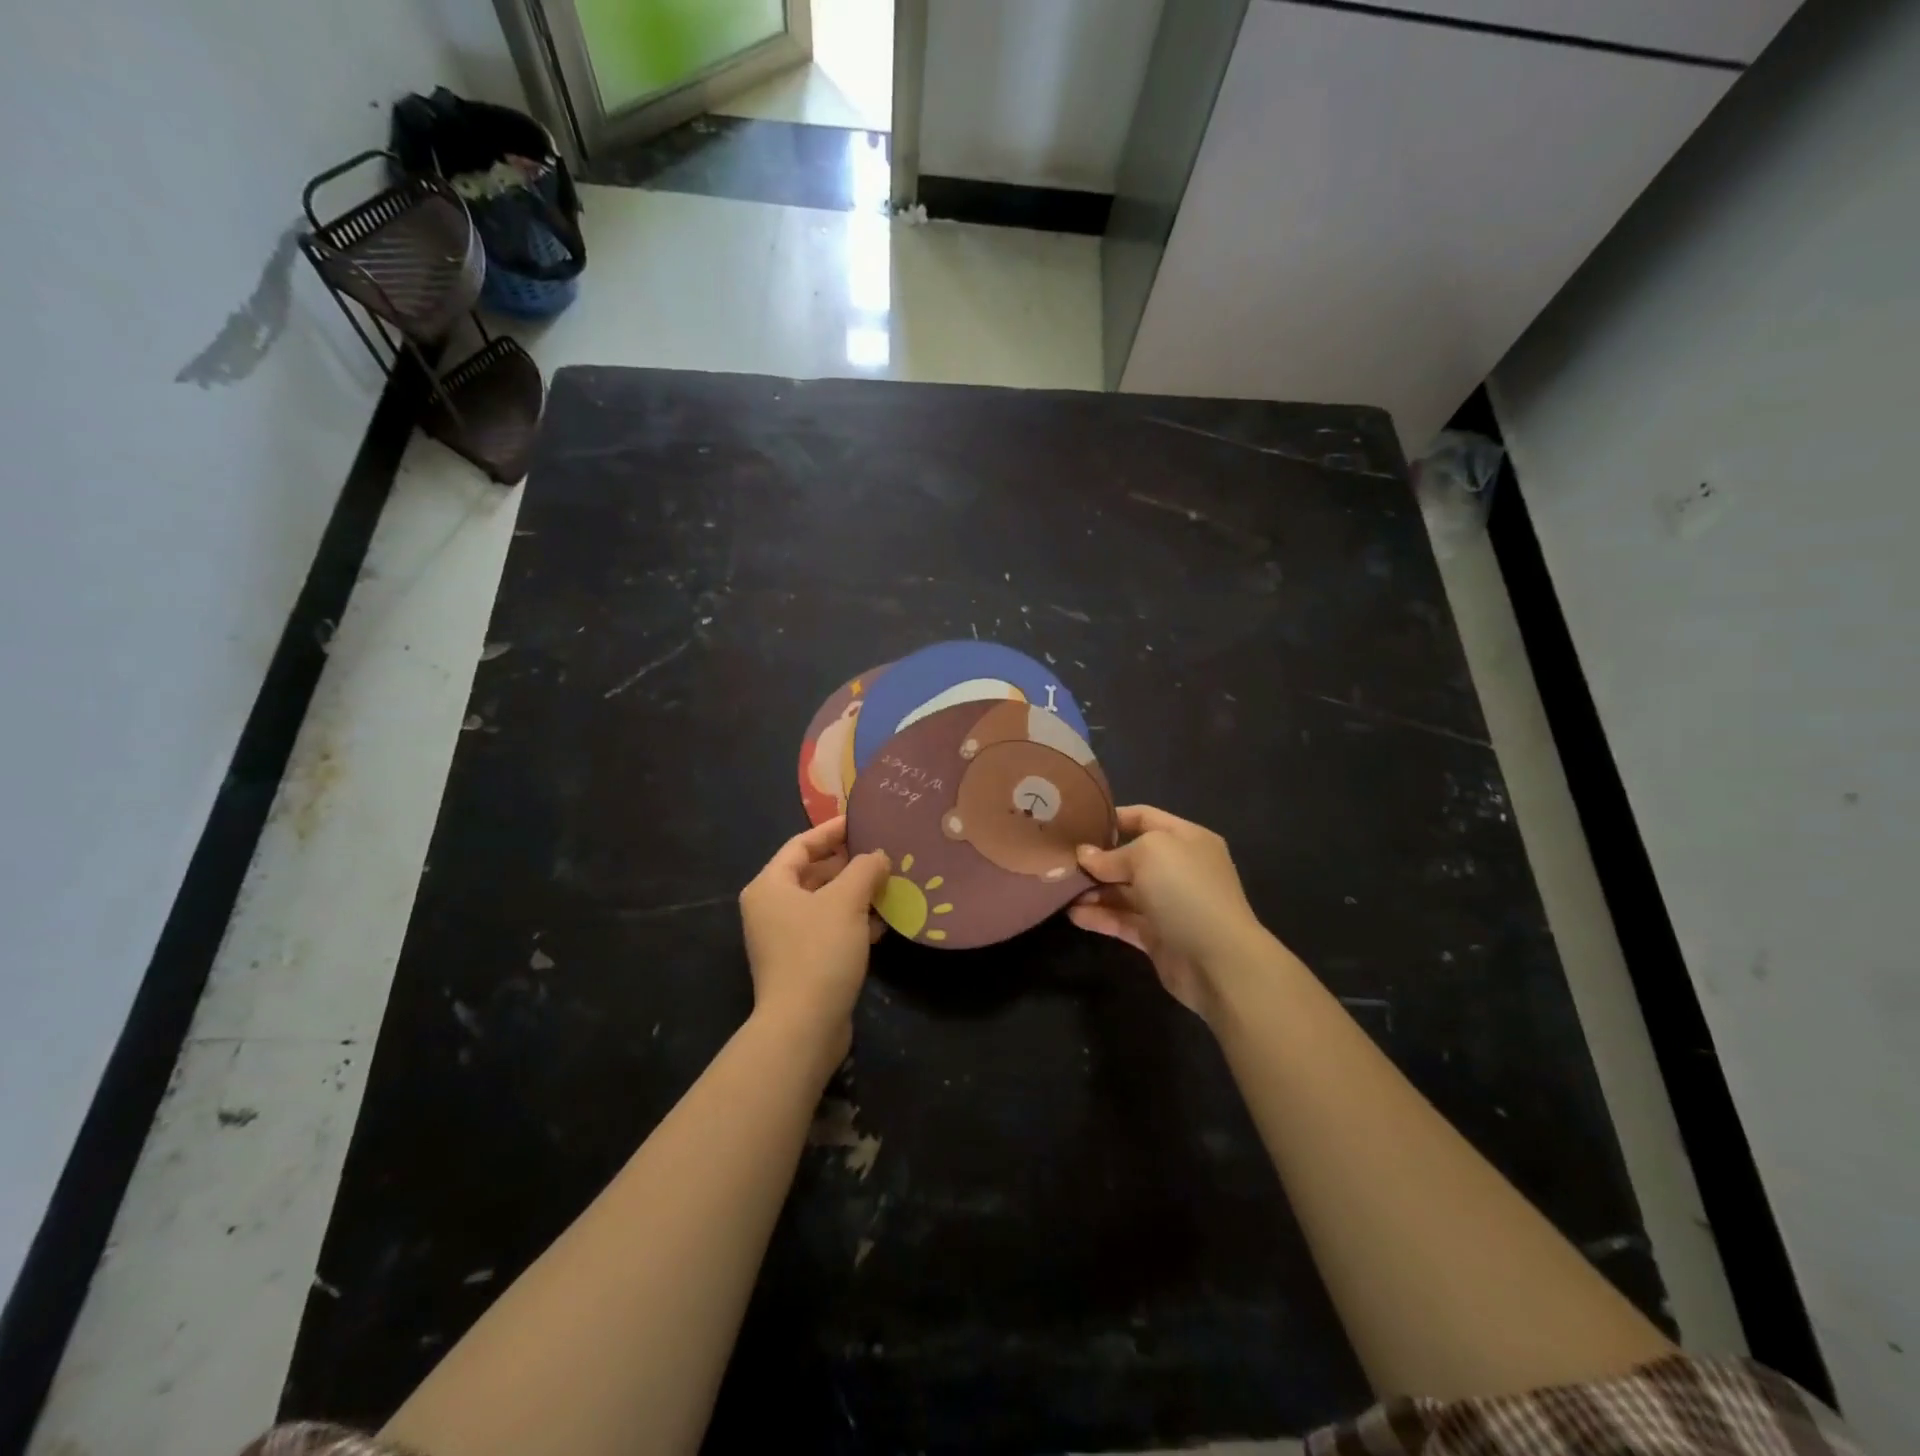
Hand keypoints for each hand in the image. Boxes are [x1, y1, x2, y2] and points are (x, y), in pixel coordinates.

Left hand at [739, 817, 890, 1059]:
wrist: (803, 1027)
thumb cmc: (819, 951)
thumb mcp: (846, 901)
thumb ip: (865, 869)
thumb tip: (878, 856)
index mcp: (770, 886)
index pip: (801, 844)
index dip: (832, 831)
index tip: (862, 821)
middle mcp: (771, 908)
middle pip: (813, 873)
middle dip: (849, 863)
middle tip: (884, 852)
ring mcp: (785, 938)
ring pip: (825, 903)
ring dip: (856, 894)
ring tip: (891, 884)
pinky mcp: (803, 963)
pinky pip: (830, 930)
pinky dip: (854, 922)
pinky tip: (884, 923)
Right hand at [1070, 805, 1267, 1021]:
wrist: (1219, 961)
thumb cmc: (1186, 891)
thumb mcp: (1148, 855)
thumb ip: (1112, 855)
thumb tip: (1085, 856)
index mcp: (1187, 839)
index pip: (1145, 817)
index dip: (1113, 818)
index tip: (1078, 823)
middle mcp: (1179, 869)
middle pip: (1131, 857)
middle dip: (1097, 859)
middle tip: (1061, 861)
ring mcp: (1169, 905)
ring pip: (1124, 892)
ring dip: (1094, 890)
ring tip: (1060, 890)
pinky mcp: (1158, 936)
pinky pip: (1123, 921)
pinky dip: (1100, 917)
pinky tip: (1074, 915)